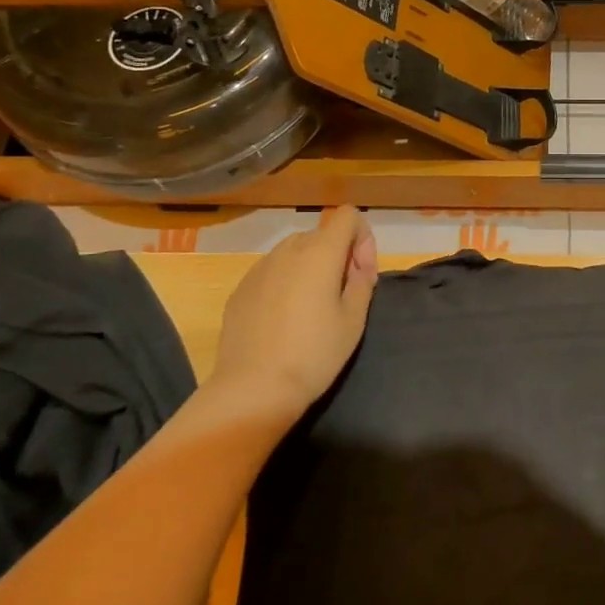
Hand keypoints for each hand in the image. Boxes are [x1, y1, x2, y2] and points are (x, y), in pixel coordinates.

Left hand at [207, 207, 377, 428]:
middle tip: (343, 294)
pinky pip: (272, 272)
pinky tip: (285, 320)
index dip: (363, 238)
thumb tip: (357, 266)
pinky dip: (286, 283)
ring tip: (312, 308)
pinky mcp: (241, 288)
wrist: (254, 388)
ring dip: (311, 267)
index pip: (348, 215)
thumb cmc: (314, 353)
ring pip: (295, 252)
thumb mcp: (354, 319)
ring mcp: (259, 268)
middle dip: (338, 255)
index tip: (362, 273)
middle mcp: (288, 250)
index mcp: (320, 252)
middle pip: (321, 234)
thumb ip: (362, 281)